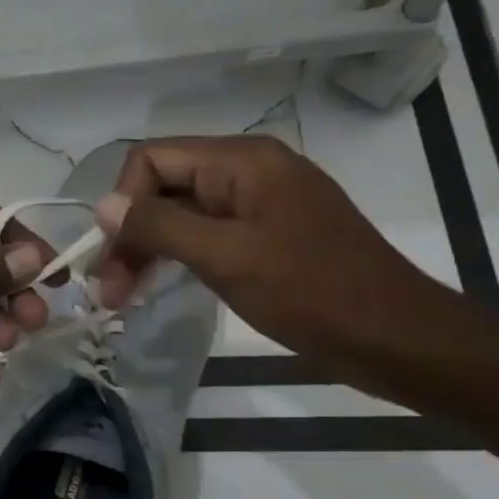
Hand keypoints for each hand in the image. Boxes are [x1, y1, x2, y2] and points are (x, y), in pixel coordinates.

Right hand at [91, 135, 438, 357]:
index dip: (123, 203)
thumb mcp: (226, 257)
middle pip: (162, 187)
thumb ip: (159, 226)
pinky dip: (176, 256)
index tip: (113, 256)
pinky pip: (205, 233)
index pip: (151, 159)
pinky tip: (162, 285)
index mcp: (242, 161)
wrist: (396, 339)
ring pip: (180, 213)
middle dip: (129, 233)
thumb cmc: (311, 293)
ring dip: (146, 250)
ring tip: (124, 296)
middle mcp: (248, 171)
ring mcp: (259, 203)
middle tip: (109, 292)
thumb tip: (102, 206)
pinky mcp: (266, 234)